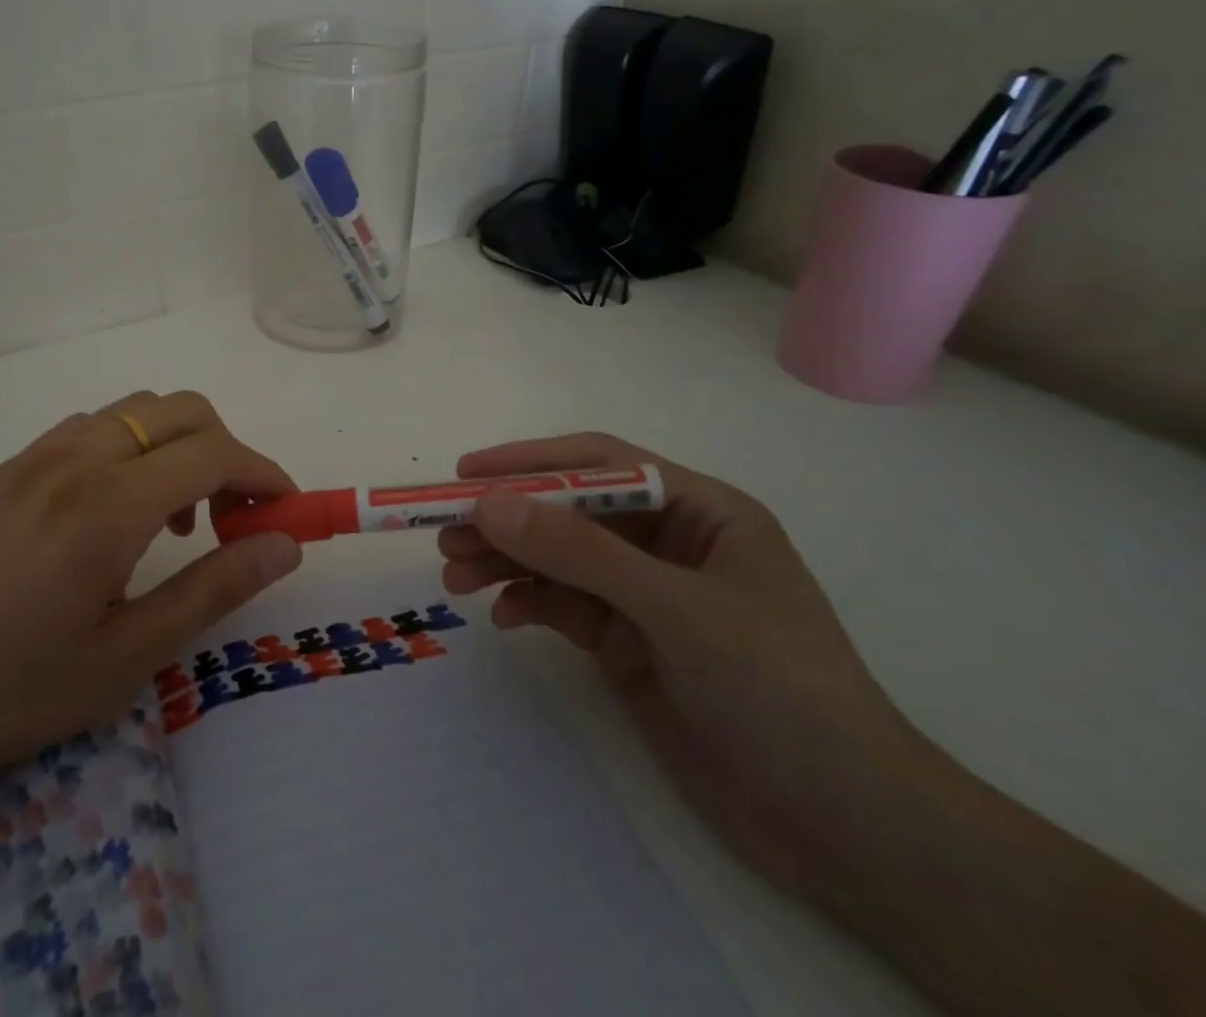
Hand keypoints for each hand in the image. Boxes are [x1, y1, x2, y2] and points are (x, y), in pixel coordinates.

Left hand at [0, 391, 301, 833]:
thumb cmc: (15, 690)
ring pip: (134, 409)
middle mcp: (76, 458)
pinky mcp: (10, 468)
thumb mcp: (128, 656)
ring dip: (176, 445)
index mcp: (109, 505)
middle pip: (180, 409)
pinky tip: (116, 510)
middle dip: (226, 449)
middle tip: (232, 519)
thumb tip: (284, 544)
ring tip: (174, 519)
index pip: (214, 453)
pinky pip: (91, 427)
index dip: (263, 473)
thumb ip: (214, 588)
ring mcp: (36, 456)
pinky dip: (131, 446)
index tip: (285, 512)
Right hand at [438, 432, 937, 900]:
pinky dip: (529, 604)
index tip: (466, 475)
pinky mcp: (630, 645)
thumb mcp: (677, 610)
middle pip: (569, 513)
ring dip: (506, 562)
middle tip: (444, 534)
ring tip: (454, 576)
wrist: (849, 831)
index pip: (600, 465)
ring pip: (559, 560)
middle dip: (507, 520)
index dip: (530, 462)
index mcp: (699, 512)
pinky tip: (500, 616)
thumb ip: (581, 553)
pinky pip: (564, 607)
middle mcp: (668, 544)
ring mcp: (646, 597)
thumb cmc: (781, 691)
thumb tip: (488, 505)